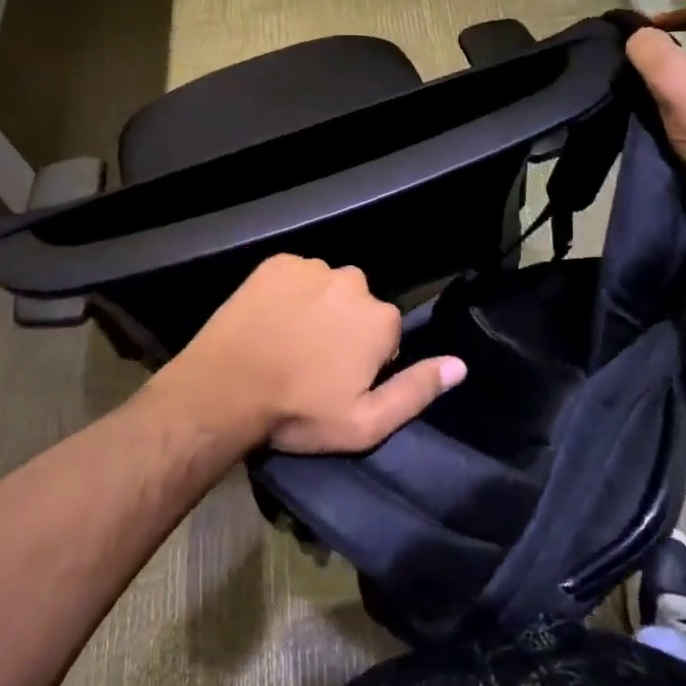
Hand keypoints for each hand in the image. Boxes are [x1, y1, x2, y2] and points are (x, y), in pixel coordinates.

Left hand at [168, 254, 466, 453]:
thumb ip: (417, 390)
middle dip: (344, 329)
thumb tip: (460, 364)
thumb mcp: (366, 422)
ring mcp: (311, 268)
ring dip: (317, 309)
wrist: (225, 388)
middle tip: (312, 363)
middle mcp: (353, 281)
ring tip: (287, 342)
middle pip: (358, 306)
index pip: (386, 334)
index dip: (366, 360)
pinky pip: (294, 276)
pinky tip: (269, 321)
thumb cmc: (299, 411)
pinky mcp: (275, 263)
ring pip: (326, 289)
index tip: (338, 381)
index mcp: (380, 317)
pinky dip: (288, 294)